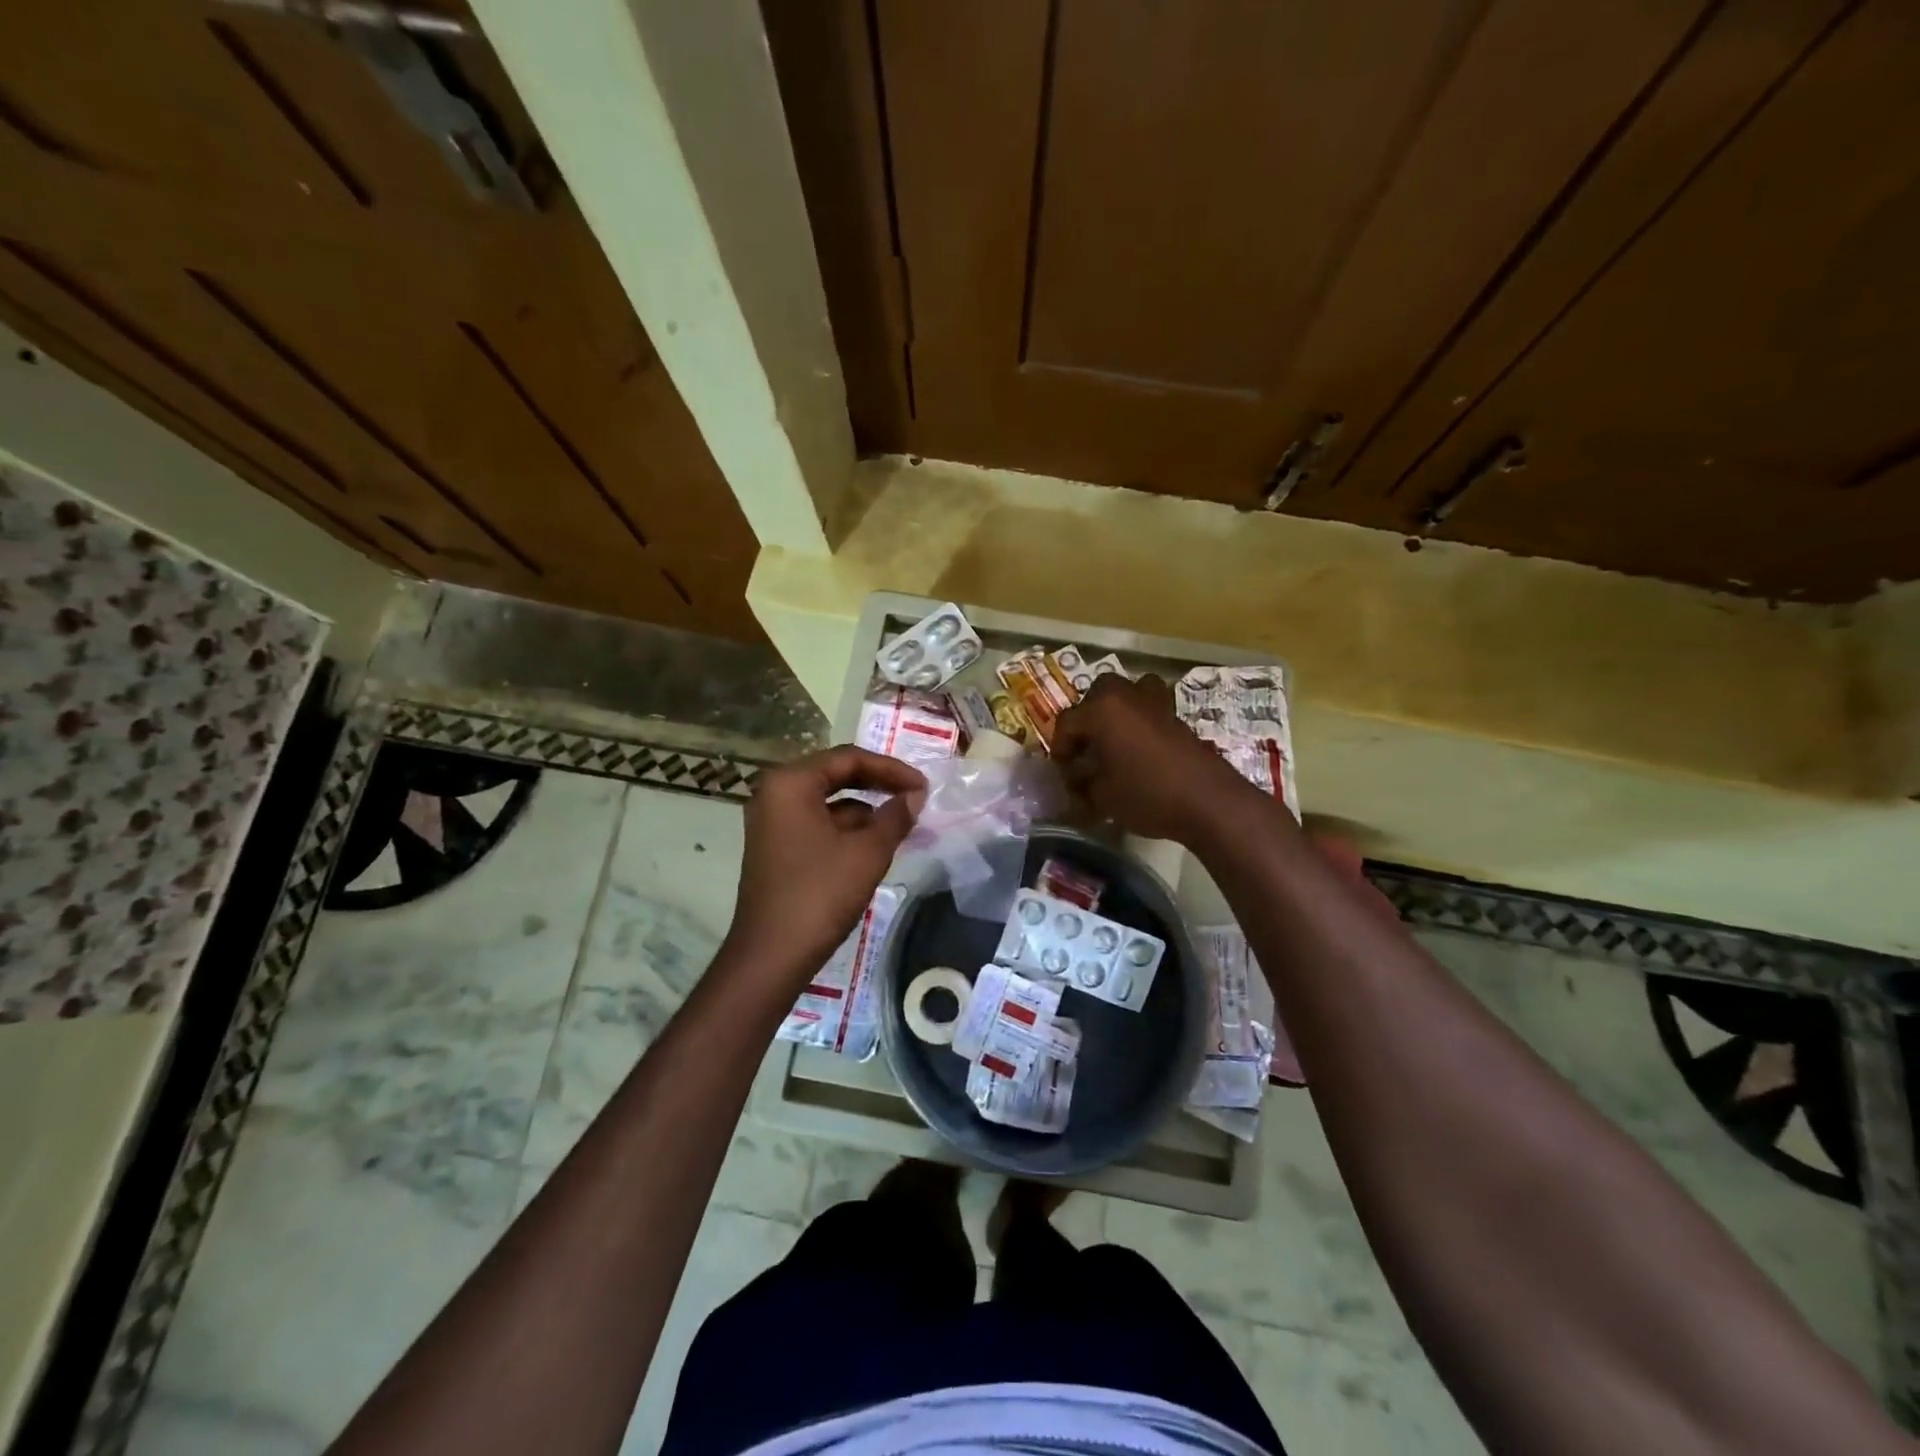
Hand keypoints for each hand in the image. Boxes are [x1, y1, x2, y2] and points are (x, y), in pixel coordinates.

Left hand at [723, 746, 926, 988]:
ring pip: (828, 802)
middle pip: (836, 775)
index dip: (891, 769)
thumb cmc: (820, 894)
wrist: (772, 955)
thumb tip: (915, 797)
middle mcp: (775, 794)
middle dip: (878, 785)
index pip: (848, 758)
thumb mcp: (867, 853)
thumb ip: (895, 817)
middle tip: (915, 797)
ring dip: (866, 809)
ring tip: (903, 823)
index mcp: (791, 783)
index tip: (923, 786)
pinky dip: (848, 829)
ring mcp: (772, 822)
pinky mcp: (776, 847)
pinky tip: (876, 844)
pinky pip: (818, 824)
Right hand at [1052, 675, 1249, 841]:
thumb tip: (1078, 776)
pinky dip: (1139, 722)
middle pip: (1097, 696)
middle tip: (1086, 751)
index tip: (1063, 773)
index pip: (1067, 722)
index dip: (1060, 749)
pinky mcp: (1177, 717)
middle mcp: (1128, 695)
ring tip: (1113, 742)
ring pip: (1128, 694)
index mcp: (1102, 708)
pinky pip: (1149, 709)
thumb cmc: (1146, 794)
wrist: (1207, 801)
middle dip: (1087, 720)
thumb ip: (1082, 782)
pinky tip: (1138, 752)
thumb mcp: (1102, 796)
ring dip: (1116, 712)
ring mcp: (1156, 703)